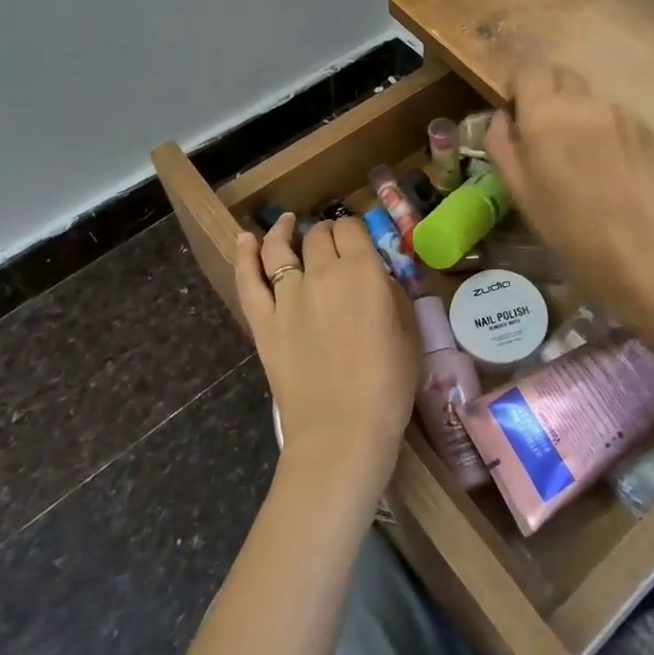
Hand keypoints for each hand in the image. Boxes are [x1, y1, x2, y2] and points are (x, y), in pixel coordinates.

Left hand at [236, 215, 418, 489]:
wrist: (342, 432)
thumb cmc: (387, 385)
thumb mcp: (408, 332)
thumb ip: (391, 293)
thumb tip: (377, 277)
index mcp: (362, 271)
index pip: (352, 229)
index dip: (354, 230)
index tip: (358, 240)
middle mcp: (322, 273)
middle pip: (318, 235)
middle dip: (326, 233)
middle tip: (332, 245)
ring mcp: (287, 297)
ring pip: (279, 249)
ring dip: (283, 231)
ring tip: (285, 222)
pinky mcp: (263, 323)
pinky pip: (248, 281)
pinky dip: (245, 256)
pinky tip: (245, 239)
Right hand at [485, 65, 653, 322]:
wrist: (644, 252)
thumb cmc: (570, 230)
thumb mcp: (520, 193)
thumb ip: (503, 145)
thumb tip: (503, 117)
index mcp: (544, 114)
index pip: (527, 69)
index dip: (518, 85)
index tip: (516, 111)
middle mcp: (582, 101)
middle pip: (560, 75)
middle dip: (548, 92)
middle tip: (545, 132)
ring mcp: (619, 111)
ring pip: (589, 97)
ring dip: (577, 112)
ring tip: (581, 157)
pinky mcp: (645, 127)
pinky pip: (614, 115)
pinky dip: (604, 128)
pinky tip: (609, 167)